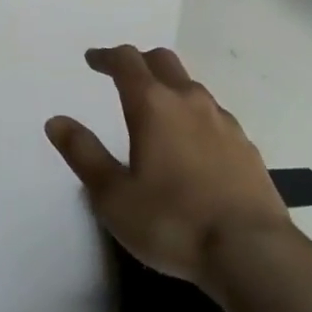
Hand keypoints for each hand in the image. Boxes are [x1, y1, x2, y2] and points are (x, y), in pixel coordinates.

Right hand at [46, 46, 297, 287]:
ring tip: (158, 112)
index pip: (126, 61)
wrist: (254, 254)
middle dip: (140, 62)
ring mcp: (223, 121)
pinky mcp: (246, 146)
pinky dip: (195, 117)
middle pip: (162, 60)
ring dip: (170, 87)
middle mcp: (189, 100)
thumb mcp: (114, 197)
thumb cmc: (173, 223)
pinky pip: (214, 116)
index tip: (92, 60)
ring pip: (191, 86)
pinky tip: (194, 145)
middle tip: (124, 76)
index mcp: (153, 104)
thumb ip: (84, 154)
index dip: (106, 57)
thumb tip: (56, 121)